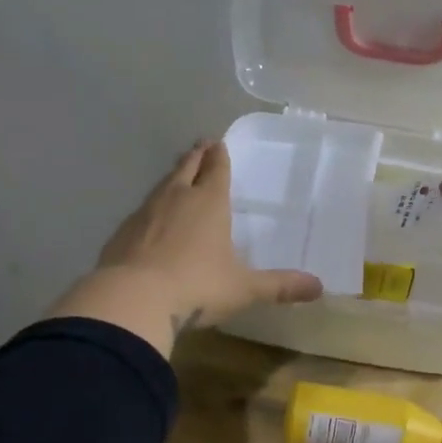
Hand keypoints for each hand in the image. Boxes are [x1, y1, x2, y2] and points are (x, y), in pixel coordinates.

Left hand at [49, 140, 322, 354]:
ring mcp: (145, 213)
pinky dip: (150, 209)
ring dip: (172, 178)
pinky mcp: (122, 232)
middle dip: (195, 157)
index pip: (216, 170)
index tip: (217, 143)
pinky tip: (149, 220)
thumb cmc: (196, 286)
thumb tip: (319, 287)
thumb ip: (279, 286)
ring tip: (177, 175)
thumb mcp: (243, 289)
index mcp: (209, 202)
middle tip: (199, 146)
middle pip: (186, 168)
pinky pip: (141, 212)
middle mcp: (176, 199)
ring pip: (162, 186)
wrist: (132, 299)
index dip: (219, 156)